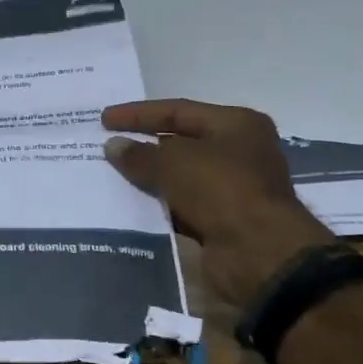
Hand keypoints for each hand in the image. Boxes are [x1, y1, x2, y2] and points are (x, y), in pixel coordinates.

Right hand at [102, 100, 331, 305]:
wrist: (259, 253)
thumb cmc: (221, 190)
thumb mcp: (173, 163)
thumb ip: (140, 154)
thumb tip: (113, 146)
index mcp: (236, 125)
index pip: (178, 110)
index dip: (138, 114)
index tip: (104, 120)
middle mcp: (239, 152)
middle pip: (180, 142)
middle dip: (143, 145)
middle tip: (105, 146)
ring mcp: (232, 188)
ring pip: (180, 176)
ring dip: (148, 177)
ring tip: (109, 175)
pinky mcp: (222, 220)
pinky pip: (182, 205)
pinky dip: (159, 204)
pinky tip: (129, 204)